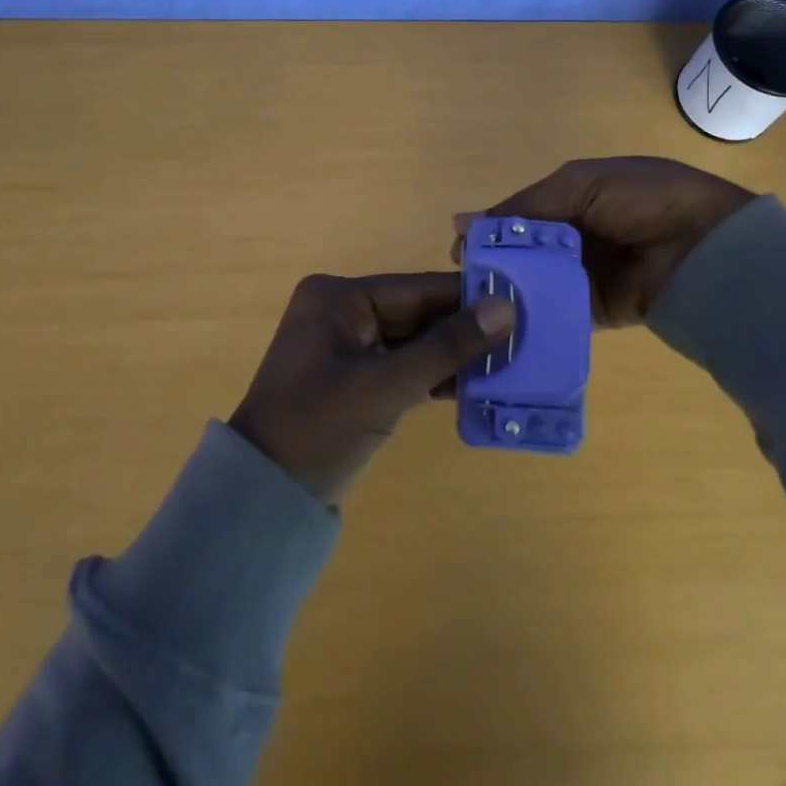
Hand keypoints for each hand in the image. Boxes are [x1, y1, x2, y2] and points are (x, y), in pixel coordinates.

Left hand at [230, 273, 514, 503]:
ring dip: (453, 354)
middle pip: (417, 313)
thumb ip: (447, 346)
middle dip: (464, 328)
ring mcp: (347, 346)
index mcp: (339, 297)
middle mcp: (342, 311)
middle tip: (522, 335)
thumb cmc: (319, 426)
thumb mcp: (386, 384)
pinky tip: (476, 384)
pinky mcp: (354, 379)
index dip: (467, 296)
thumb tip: (505, 308)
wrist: (264, 496)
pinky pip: (402, 365)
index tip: (519, 300)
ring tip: (510, 360)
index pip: (416, 289)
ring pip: (413, 341)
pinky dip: (433, 375)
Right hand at [455, 157, 755, 326]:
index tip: (459, 254)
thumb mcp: (580, 185)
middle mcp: (576, 237)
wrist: (705, 245)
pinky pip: (559, 314)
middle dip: (496, 267)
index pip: (519, 217)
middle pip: (524, 253)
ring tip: (478, 312)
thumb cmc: (641, 199)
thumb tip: (461, 223)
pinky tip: (508, 327)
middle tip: (465, 288)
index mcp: (572, 199)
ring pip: (537, 285)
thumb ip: (524, 207)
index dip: (490, 233)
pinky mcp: (597, 311)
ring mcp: (586, 276)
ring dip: (512, 294)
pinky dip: (536, 319)